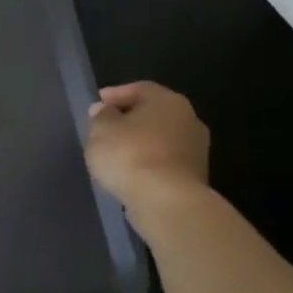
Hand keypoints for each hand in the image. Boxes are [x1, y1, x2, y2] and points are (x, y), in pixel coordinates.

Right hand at [86, 81, 210, 225]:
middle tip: (105, 129)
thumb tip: (104, 111)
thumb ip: (101, 116)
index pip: (139, 89)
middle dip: (129, 120)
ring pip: (160, 140)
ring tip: (115, 155)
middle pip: (153, 114)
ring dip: (140, 144)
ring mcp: (196, 150)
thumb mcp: (101, 130)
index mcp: (168, 101)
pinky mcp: (195, 178)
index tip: (96, 105)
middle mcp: (189, 120)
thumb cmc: (130, 155)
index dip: (115, 95)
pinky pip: (164, 163)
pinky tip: (130, 174)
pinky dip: (148, 164)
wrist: (167, 202)